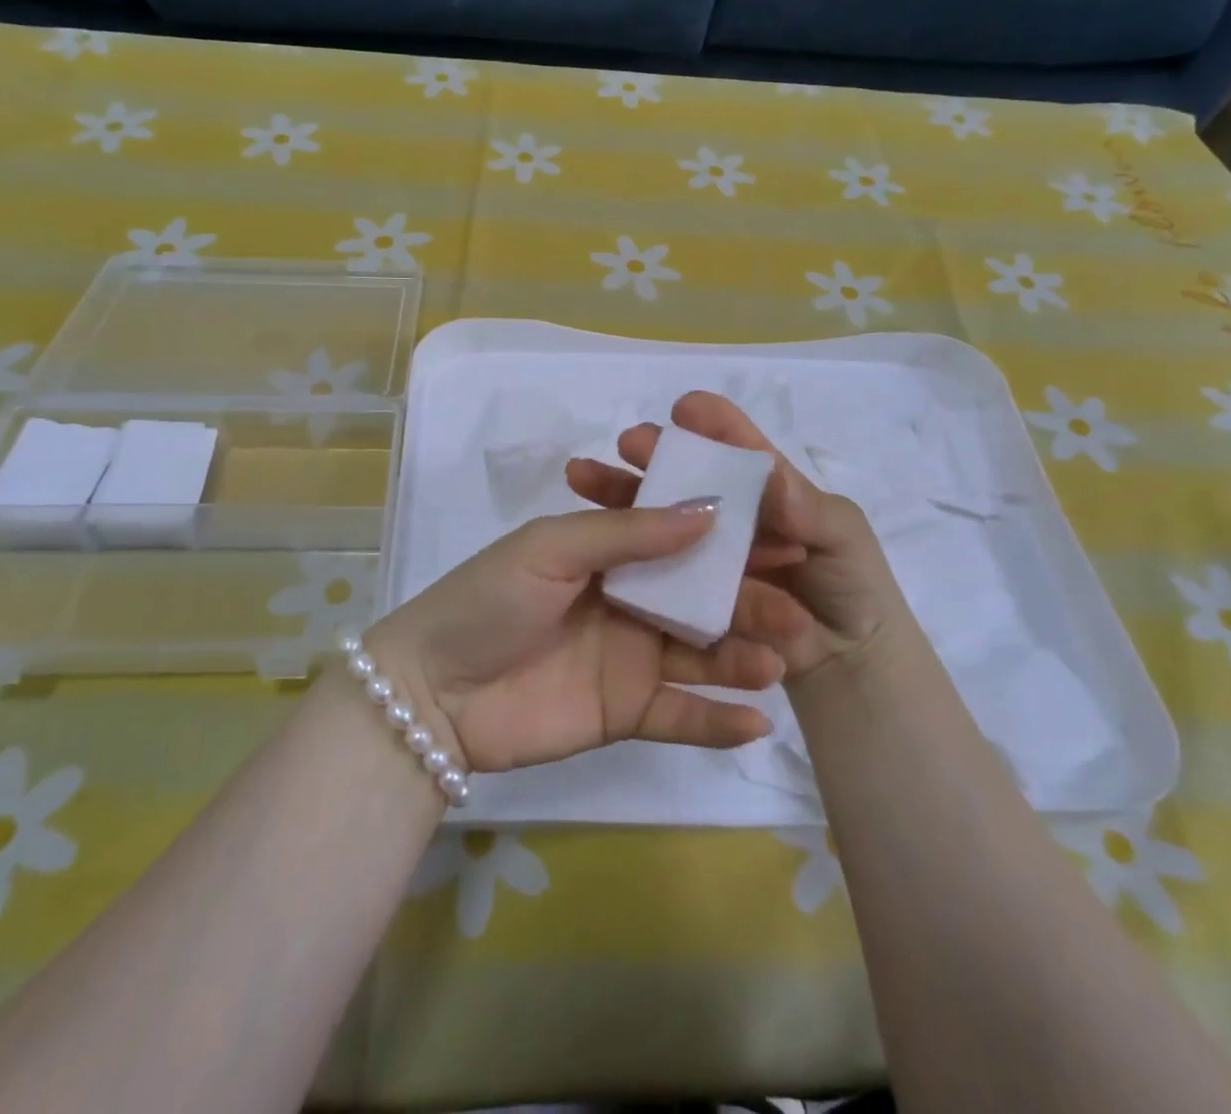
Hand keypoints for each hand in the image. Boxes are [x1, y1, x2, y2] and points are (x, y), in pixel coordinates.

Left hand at [368, 504, 800, 774]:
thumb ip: (628, 532)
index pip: (683, 539)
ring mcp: (631, 658)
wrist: (433, 692)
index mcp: (612, 553)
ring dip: (743, 658)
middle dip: (749, 601)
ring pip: (701, 654)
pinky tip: (757, 721)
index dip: (732, 538)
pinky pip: (681, 715)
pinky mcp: (627, 712)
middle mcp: (631, 601)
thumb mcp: (552, 548)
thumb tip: (710, 509)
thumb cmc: (489, 601)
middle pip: (702, 598)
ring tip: (780, 662)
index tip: (785, 537)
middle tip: (797, 611)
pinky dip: (717, 720)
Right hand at [566, 390, 916, 680]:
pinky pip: (655, 573)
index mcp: (767, 490)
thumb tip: (773, 478)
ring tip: (582, 475)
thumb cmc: (853, 586)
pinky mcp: (690, 595)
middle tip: (625, 443)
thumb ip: (810, 510)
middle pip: (683, 478)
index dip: (713, 425)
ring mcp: (706, 557)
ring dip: (620, 495)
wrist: (849, 665)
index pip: (737, 448)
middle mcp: (729, 517)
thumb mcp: (844, 538)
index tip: (684, 409)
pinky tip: (589, 532)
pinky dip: (621, 552)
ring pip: (655, 520)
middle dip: (653, 456)